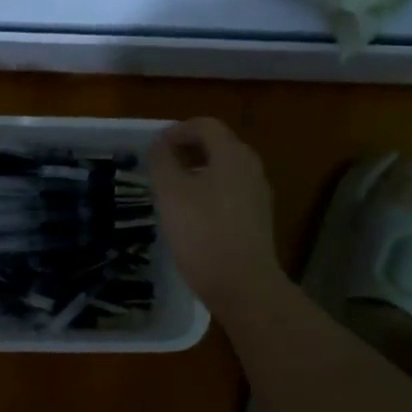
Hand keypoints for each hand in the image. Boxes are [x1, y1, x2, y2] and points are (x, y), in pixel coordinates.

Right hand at [149, 118, 286, 318]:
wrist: (242, 285)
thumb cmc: (203, 233)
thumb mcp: (171, 193)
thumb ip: (163, 162)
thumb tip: (160, 146)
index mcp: (232, 155)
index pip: (206, 126)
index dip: (177, 130)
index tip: (154, 147)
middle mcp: (250, 168)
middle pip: (218, 145)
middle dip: (187, 149)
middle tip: (160, 165)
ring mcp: (257, 194)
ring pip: (224, 169)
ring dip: (197, 170)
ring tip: (171, 189)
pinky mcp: (256, 218)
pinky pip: (229, 191)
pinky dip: (208, 190)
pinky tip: (191, 213)